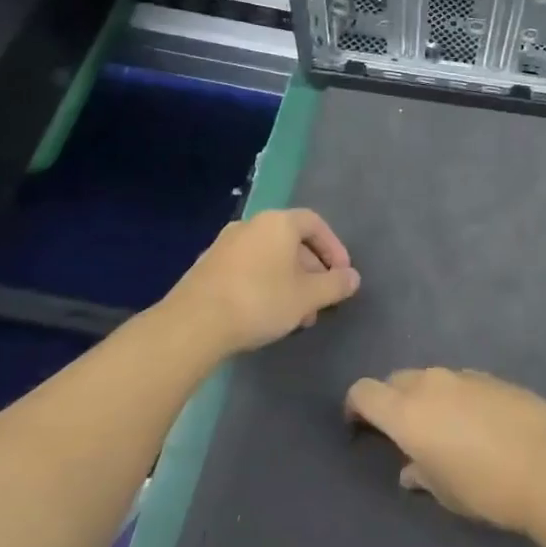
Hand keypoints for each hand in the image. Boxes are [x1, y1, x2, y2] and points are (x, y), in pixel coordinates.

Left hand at [159, 209, 359, 356]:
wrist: (193, 324)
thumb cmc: (260, 301)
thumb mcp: (308, 297)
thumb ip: (335, 285)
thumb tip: (352, 277)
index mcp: (278, 222)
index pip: (315, 224)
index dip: (334, 248)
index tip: (342, 276)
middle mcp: (250, 225)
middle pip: (291, 241)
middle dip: (311, 270)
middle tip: (320, 300)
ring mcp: (225, 245)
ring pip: (269, 257)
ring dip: (288, 281)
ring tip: (296, 314)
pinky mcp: (207, 267)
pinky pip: (247, 268)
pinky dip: (264, 284)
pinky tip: (266, 314)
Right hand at [343, 368, 545, 532]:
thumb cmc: (486, 487)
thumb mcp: (445, 492)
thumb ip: (421, 474)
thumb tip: (411, 468)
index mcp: (407, 412)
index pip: (364, 391)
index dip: (356, 406)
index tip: (359, 427)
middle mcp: (431, 384)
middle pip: (396, 380)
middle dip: (391, 401)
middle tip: (403, 434)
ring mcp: (465, 375)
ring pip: (431, 378)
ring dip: (426, 397)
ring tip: (444, 431)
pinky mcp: (494, 377)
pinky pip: (461, 382)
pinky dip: (457, 397)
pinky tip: (477, 425)